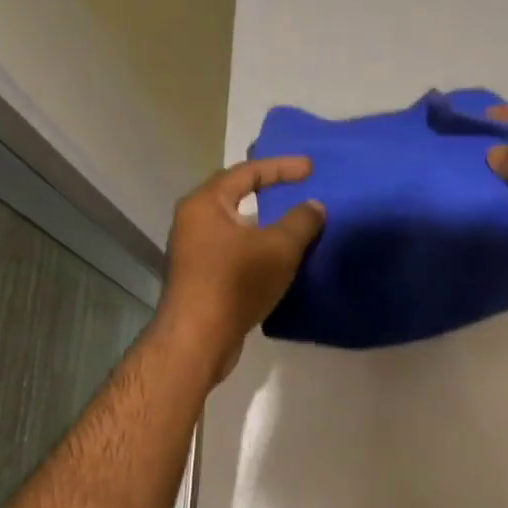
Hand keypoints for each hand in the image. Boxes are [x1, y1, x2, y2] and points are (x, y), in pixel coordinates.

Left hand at [155, 157, 325, 381]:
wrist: (198, 339)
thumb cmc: (235, 282)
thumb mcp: (279, 248)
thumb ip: (301, 221)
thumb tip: (314, 205)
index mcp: (206, 203)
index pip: (247, 172)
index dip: (282, 167)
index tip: (311, 169)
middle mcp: (193, 220)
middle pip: (235, 194)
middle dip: (268, 189)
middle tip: (298, 188)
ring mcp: (193, 250)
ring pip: (234, 225)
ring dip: (263, 222)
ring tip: (293, 222)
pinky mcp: (199, 276)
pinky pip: (233, 249)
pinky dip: (256, 246)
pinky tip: (277, 257)